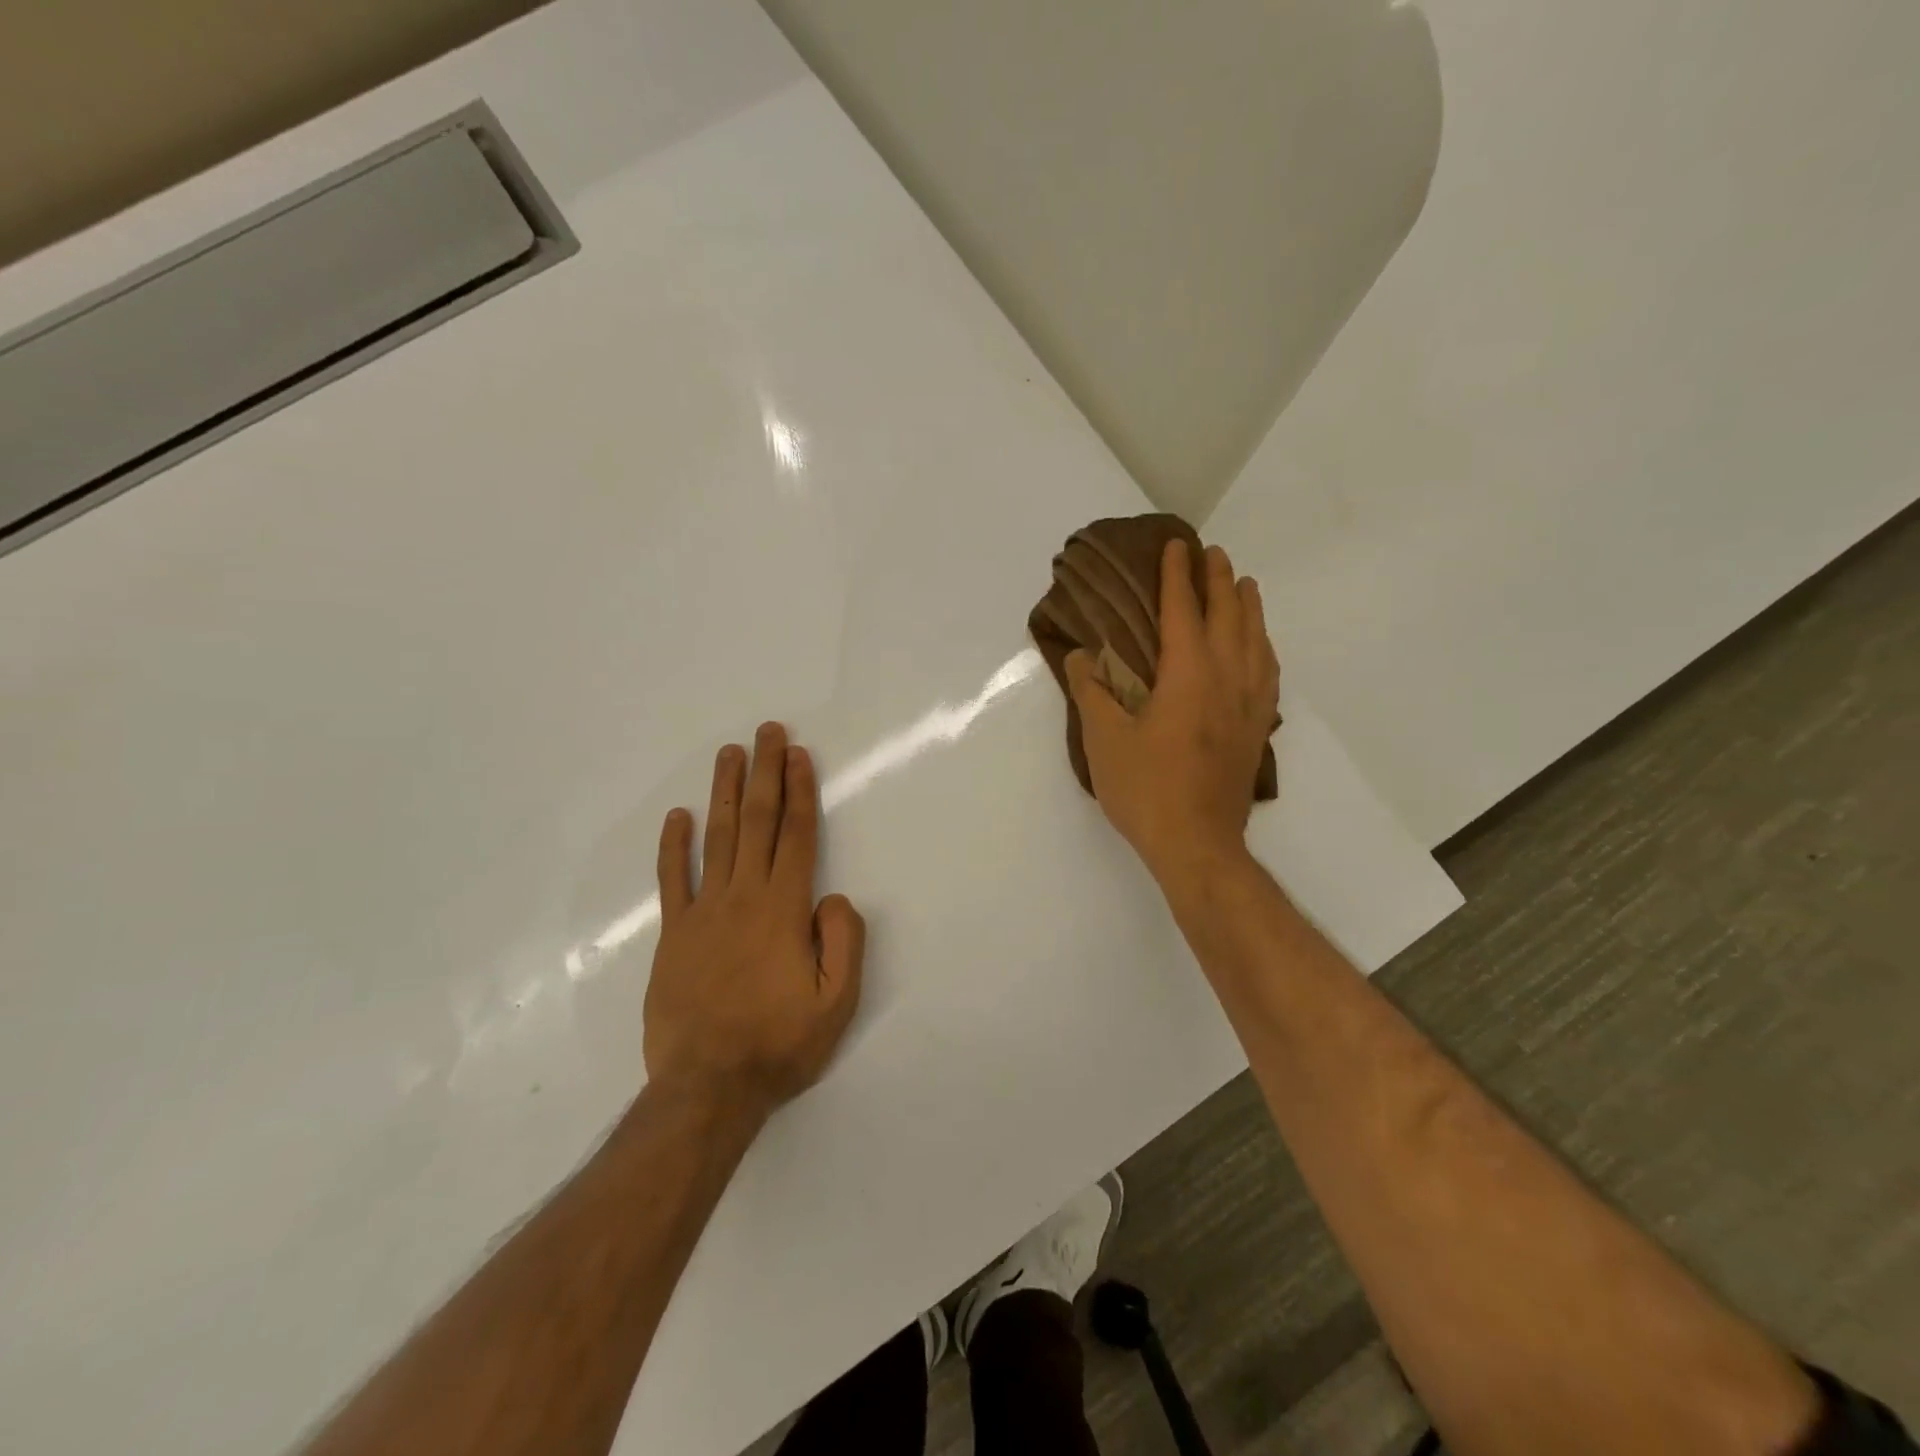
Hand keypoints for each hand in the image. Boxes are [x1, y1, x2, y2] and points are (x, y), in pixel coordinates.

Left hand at [644, 722, 864, 1114]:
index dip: (799, 791)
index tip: (798, 754)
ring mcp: (703, 912)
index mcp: (784, 909)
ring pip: (718, 838)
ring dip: (726, 793)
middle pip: (758, 822)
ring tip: (730, 754)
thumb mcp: (836, 1003)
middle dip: (765, 772)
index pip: (796, 835)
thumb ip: (843, 942)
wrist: (707, 1087)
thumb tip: (833, 897)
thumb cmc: (779, 1044)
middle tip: (766, 731)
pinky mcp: (674, 934)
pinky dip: (674, 845)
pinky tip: (679, 816)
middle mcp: (743, 897)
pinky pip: (673, 879)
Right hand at [1066, 540, 1279, 884]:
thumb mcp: (1104, 740)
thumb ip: (1091, 692)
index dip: (1178, 576)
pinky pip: (1268, 672)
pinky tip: (1260, 647)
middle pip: (1229, 616)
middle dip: (1218, 580)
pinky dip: (1264, 647)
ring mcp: (1248, 704)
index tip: (1176, 545)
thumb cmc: (1146, 789)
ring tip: (1244, 584)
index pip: (1184, 611)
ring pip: (1256, 640)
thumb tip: (1081, 656)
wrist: (1197, 844)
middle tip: (1212, 553)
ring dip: (1249, 607)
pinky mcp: (1256, 729)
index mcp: (1188, 675)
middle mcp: (1226, 679)